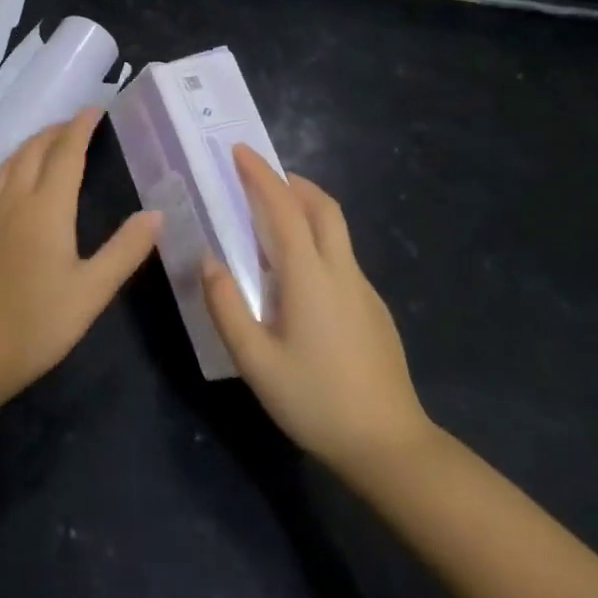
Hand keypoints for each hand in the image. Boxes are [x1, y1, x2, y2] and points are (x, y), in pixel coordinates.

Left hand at [0, 110, 162, 404]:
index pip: (66, 152)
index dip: (81, 127)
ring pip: (11, 162)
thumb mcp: (92, 290)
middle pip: (34, 149)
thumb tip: (157, 213)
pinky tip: (22, 182)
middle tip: (79, 123)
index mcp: (46, 208)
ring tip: (52, 142)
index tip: (96, 108)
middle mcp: (16, 200)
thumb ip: (125, 249)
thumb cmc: (38, 322)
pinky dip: (17, 163)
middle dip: (57, 130)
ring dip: (33, 143)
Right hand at [203, 145, 433, 485]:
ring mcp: (364, 289)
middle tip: (260, 178)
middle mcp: (341, 271)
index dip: (261, 175)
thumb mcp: (255, 361)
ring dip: (306, 208)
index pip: (284, 208)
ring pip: (336, 230)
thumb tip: (208, 259)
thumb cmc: (315, 400)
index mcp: (310, 276)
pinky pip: (342, 258)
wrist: (389, 446)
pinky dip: (317, 241)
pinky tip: (299, 278)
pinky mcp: (374, 309)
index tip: (239, 151)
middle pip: (323, 206)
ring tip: (272, 221)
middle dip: (292, 181)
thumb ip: (227, 305)